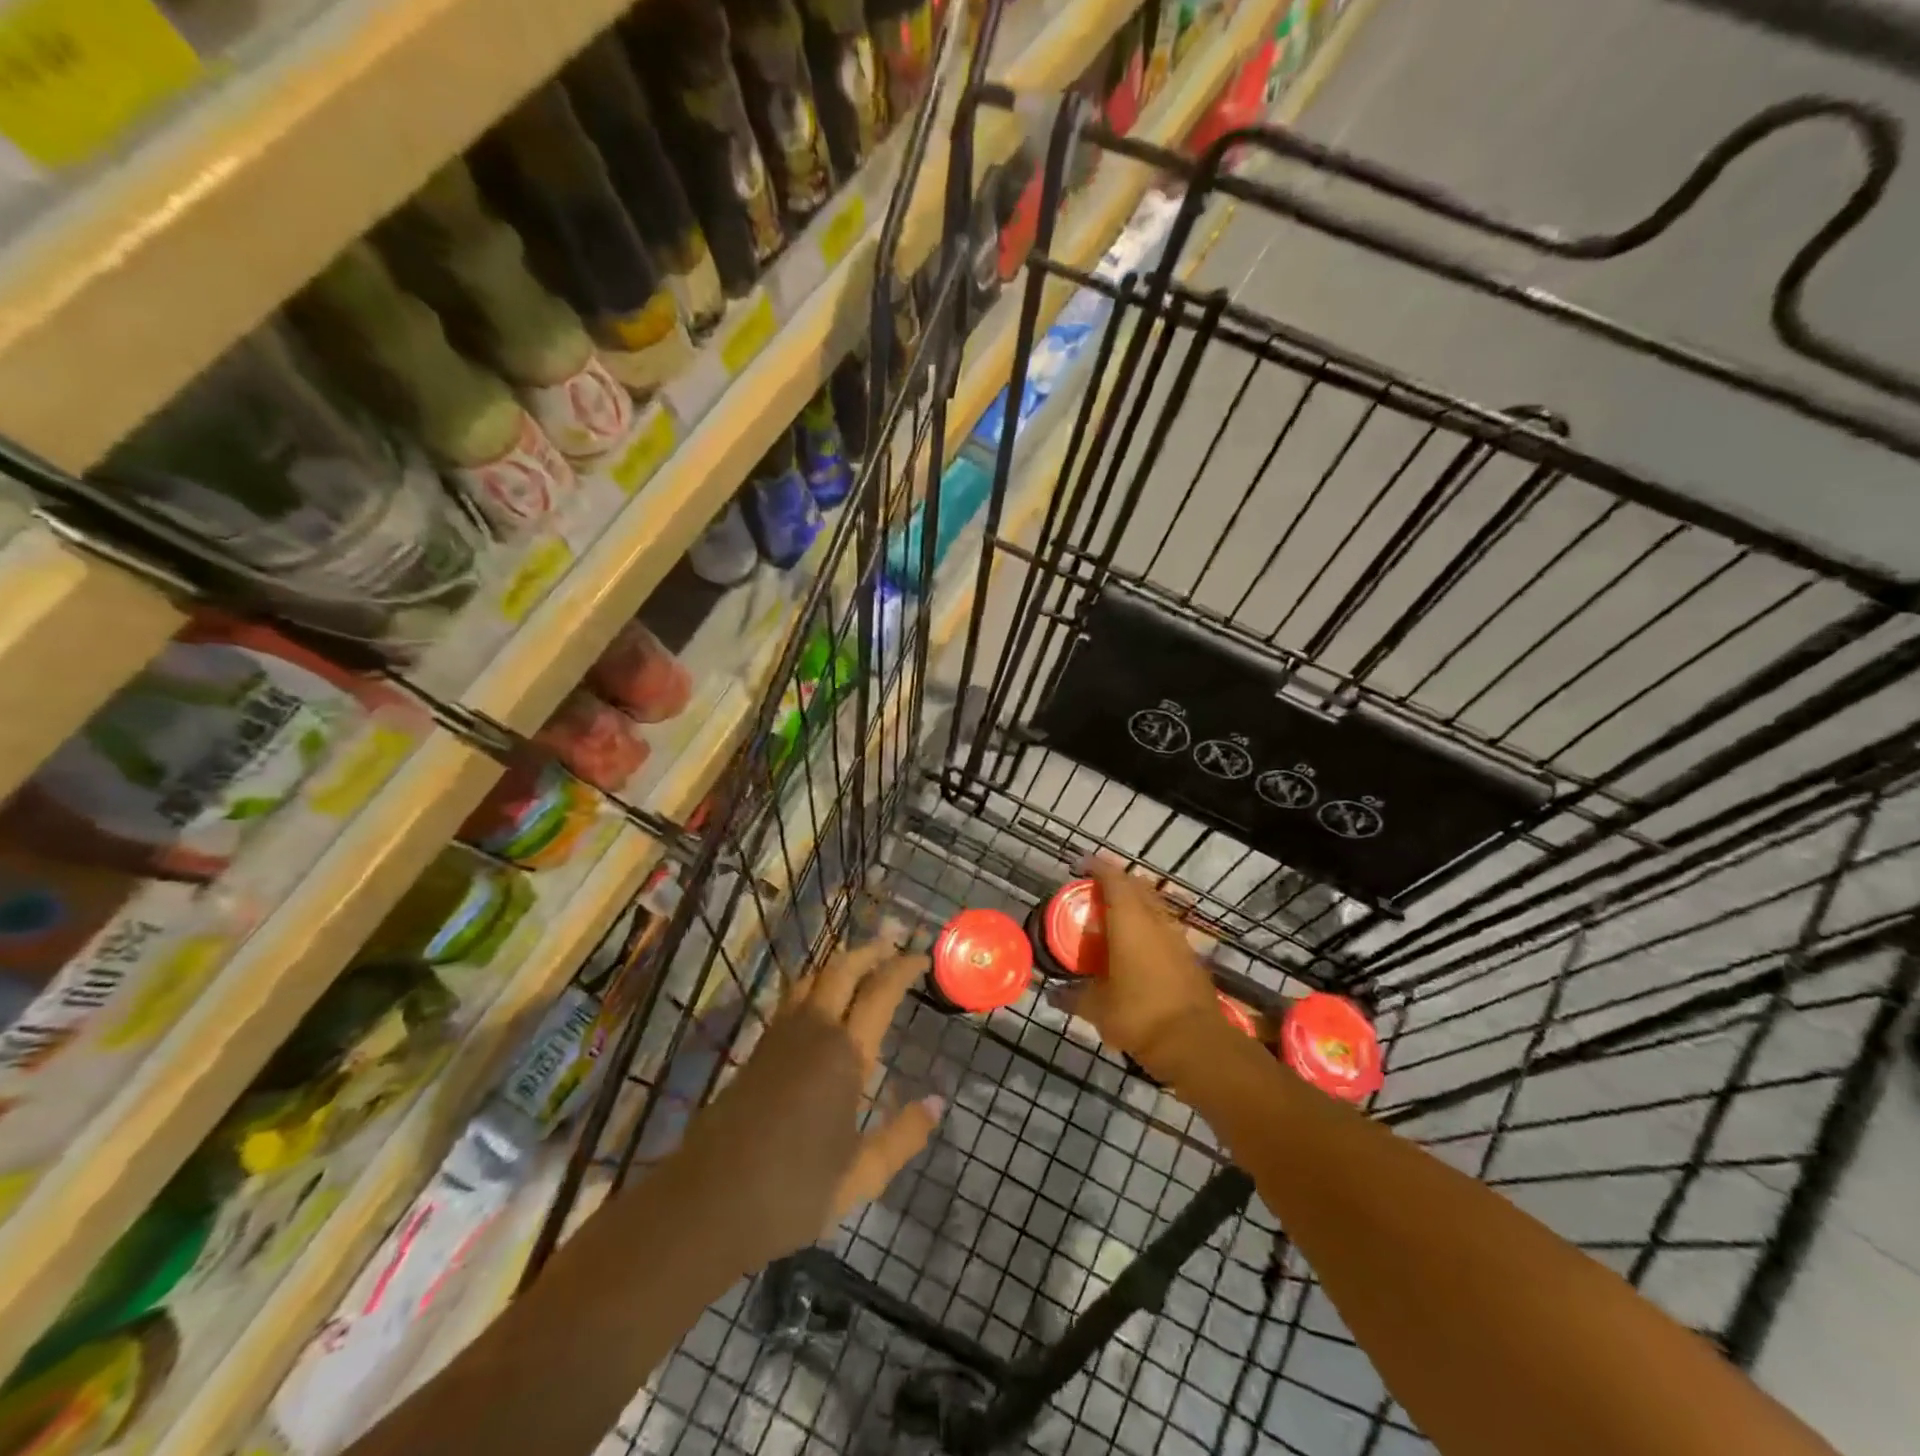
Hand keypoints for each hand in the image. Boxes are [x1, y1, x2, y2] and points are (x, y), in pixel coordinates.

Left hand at [675, 935, 942, 1269]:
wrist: (707, 1203)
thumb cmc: (792, 1191)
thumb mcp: (861, 1176)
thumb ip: (903, 1136)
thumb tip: (938, 1103)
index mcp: (845, 1055)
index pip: (880, 992)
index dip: (902, 968)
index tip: (922, 957)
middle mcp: (813, 1031)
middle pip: (841, 969)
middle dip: (869, 952)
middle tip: (892, 947)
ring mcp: (780, 1037)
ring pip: (812, 977)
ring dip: (839, 963)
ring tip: (859, 964)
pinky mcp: (758, 1050)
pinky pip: (793, 998)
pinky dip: (816, 984)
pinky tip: (821, 1003)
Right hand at [1069, 860, 1233, 1082]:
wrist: (1195, 1043)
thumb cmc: (1138, 1015)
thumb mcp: (1096, 1008)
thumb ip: (1073, 996)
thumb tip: (1053, 995)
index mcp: (1130, 921)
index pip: (1113, 879)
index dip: (1097, 867)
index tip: (1081, 866)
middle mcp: (1156, 921)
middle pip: (1138, 886)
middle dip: (1117, 882)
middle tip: (1095, 892)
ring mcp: (1178, 937)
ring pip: (1155, 906)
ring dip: (1136, 904)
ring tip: (1116, 918)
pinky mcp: (1191, 957)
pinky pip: (1166, 928)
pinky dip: (1150, 927)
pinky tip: (1139, 948)